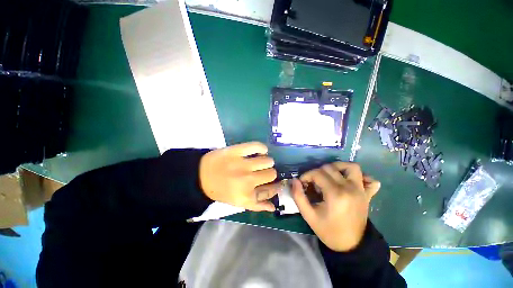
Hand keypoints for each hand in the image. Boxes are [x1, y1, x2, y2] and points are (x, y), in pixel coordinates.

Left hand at [199, 142, 278, 211]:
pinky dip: (262, 148)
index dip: (277, 186)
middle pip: (272, 174)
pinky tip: (260, 151)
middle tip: (262, 172)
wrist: (201, 176)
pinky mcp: (236, 151)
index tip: (278, 183)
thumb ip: (257, 205)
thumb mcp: (238, 202)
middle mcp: (247, 181)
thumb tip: (273, 207)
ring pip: (267, 161)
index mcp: (247, 196)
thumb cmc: (221, 190)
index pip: (271, 190)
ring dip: (266, 161)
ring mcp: (242, 164)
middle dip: (269, 173)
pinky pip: (257, 146)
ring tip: (259, 162)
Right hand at [291, 162, 380, 251]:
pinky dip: (361, 176)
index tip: (302, 183)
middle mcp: (350, 188)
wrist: (351, 245)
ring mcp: (361, 190)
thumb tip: (294, 180)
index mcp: (335, 194)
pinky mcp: (367, 194)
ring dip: (338, 167)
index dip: (306, 175)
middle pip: (330, 168)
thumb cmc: (328, 231)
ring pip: (351, 167)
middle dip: (317, 172)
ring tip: (329, 175)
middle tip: (313, 183)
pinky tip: (350, 181)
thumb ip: (298, 196)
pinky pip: (370, 180)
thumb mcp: (309, 215)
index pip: (317, 173)